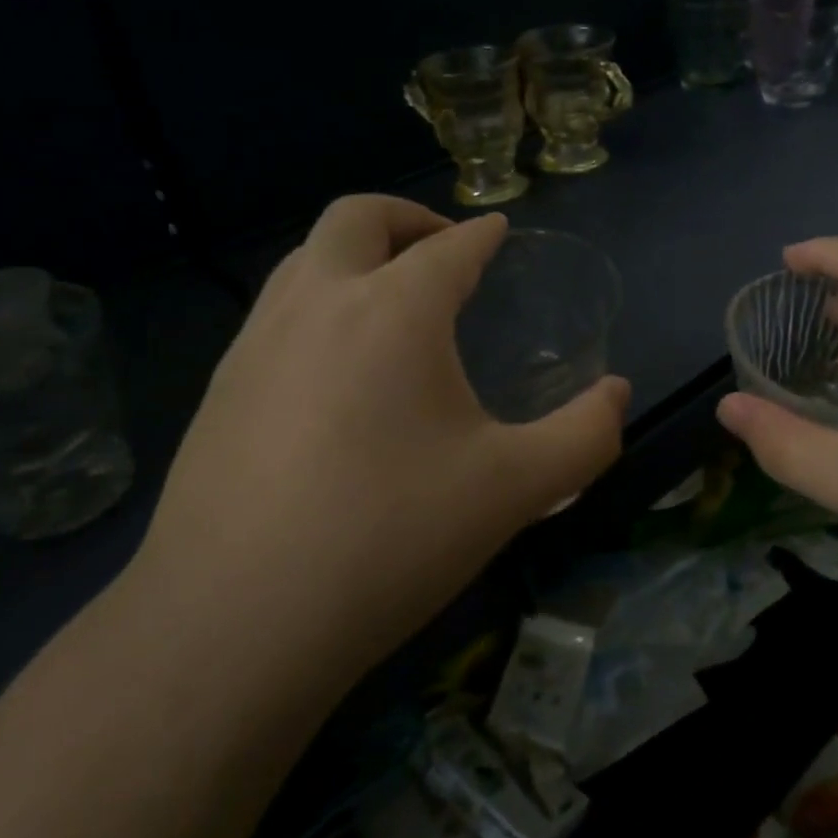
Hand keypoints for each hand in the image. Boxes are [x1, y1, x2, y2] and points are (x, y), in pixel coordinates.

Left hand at [130, 196, 628, 685]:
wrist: (234, 621)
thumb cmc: (390, 538)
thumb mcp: (514, 489)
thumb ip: (584, 435)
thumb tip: (618, 395)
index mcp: (394, 311)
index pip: (450, 248)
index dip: (482, 235)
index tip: (498, 231)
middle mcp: (319, 303)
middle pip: (357, 217)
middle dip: (407, 216)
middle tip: (442, 247)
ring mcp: (256, 342)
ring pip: (305, 258)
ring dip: (354, 256)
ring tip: (390, 299)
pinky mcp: (219, 387)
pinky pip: (275, 312)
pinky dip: (317, 304)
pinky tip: (335, 368)